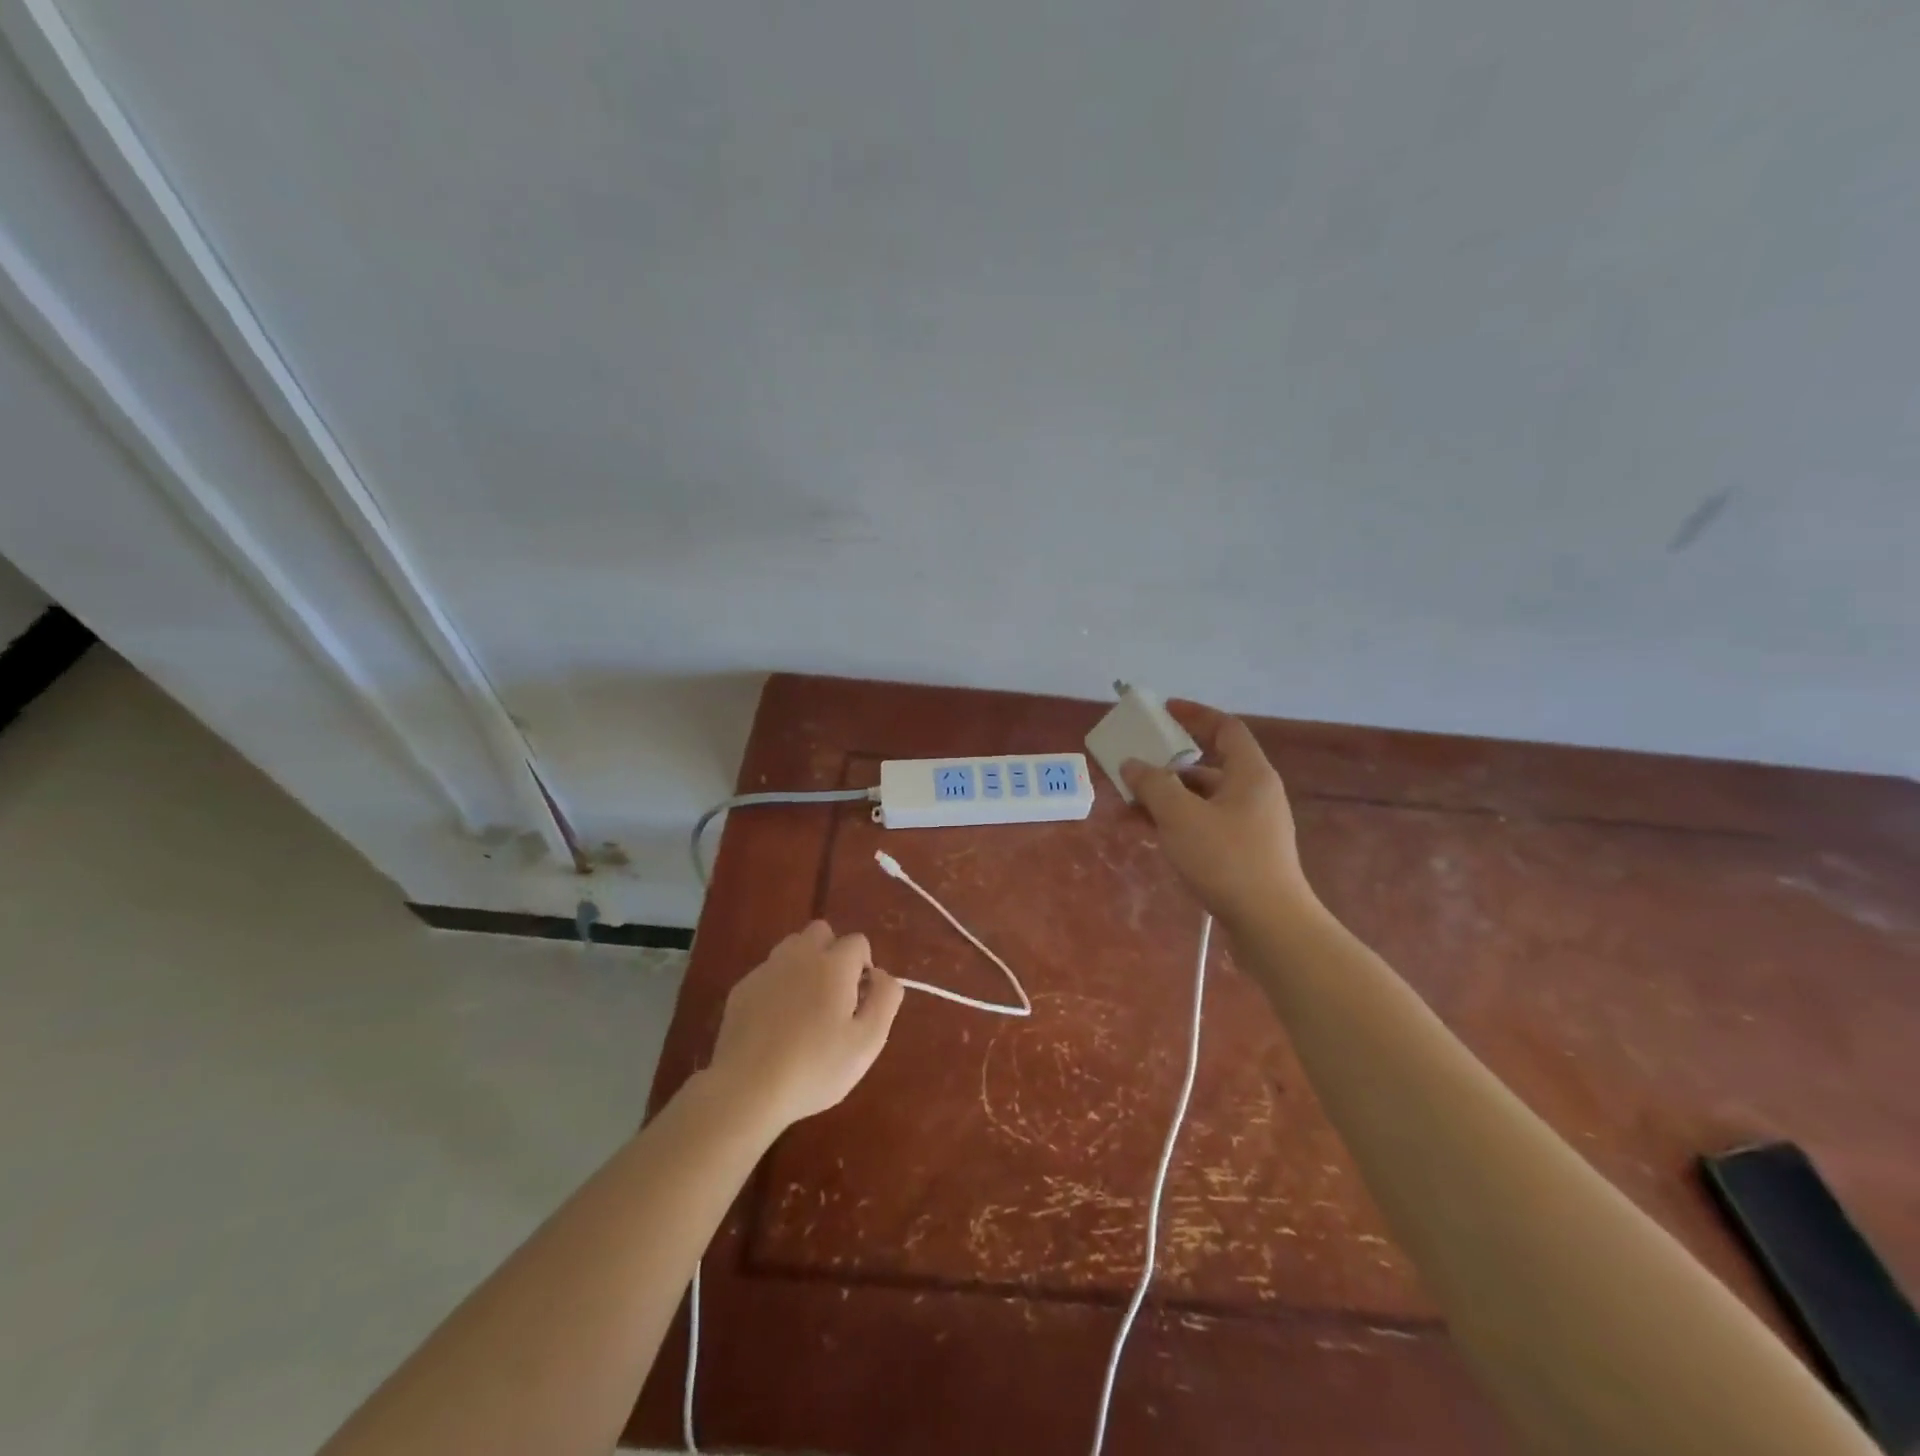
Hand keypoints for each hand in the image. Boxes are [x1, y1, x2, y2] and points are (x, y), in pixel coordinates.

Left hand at [706, 920, 903, 1132]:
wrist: (747, 1089)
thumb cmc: (815, 1067)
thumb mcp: (867, 1041)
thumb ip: (885, 999)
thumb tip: (882, 975)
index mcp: (833, 964)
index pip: (858, 942)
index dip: (864, 967)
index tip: (859, 1001)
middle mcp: (799, 956)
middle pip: (821, 931)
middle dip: (833, 953)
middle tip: (834, 996)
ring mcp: (766, 970)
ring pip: (792, 947)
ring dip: (805, 964)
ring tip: (805, 1006)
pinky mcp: (742, 988)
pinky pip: (769, 972)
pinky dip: (778, 985)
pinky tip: (776, 1022)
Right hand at [1121, 703, 1315, 927]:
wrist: (1270, 925)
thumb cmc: (1227, 859)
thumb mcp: (1180, 816)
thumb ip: (1152, 785)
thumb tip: (1132, 764)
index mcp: (1250, 774)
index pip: (1225, 728)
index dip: (1195, 715)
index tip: (1164, 711)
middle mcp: (1255, 794)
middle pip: (1209, 766)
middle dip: (1169, 766)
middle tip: (1135, 768)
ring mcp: (1252, 826)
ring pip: (1203, 800)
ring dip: (1168, 798)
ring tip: (1131, 806)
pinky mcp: (1245, 854)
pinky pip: (1206, 825)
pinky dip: (1179, 823)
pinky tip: (1152, 834)